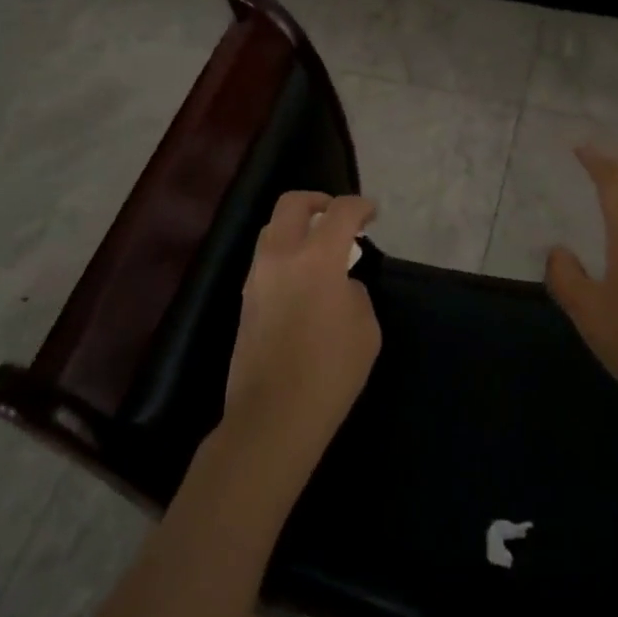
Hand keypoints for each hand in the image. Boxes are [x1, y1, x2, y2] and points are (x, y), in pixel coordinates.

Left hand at [222, 191, 380, 479]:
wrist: (273, 415)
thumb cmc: (330, 372)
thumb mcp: (365, 330)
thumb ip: (355, 293)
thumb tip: (340, 285)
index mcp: (316, 258)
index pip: (339, 212)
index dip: (360, 206)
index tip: (372, 214)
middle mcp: (280, 256)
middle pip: (292, 204)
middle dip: (318, 201)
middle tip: (338, 217)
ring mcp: (257, 277)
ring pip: (272, 230)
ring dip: (297, 227)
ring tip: (321, 248)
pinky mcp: (246, 299)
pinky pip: (266, 259)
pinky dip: (286, 254)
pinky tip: (304, 278)